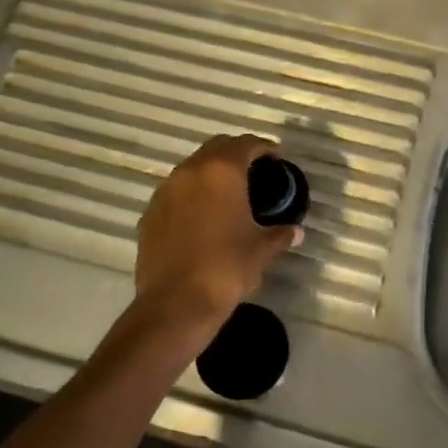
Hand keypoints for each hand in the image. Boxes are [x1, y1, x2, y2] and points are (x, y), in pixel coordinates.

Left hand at [130, 135, 301, 355]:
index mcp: (222, 171)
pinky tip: (203, 214)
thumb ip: (280, 234)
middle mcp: (191, 171)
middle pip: (217, 147)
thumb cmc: (226, 268)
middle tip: (255, 170)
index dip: (265, 148)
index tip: (277, 158)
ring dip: (212, 172)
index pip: (246, 144)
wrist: (175, 303)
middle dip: (238, 153)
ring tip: (229, 192)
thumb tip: (297, 232)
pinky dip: (193, 193)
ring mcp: (166, 190)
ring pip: (193, 167)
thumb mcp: (261, 250)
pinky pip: (176, 190)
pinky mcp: (150, 211)